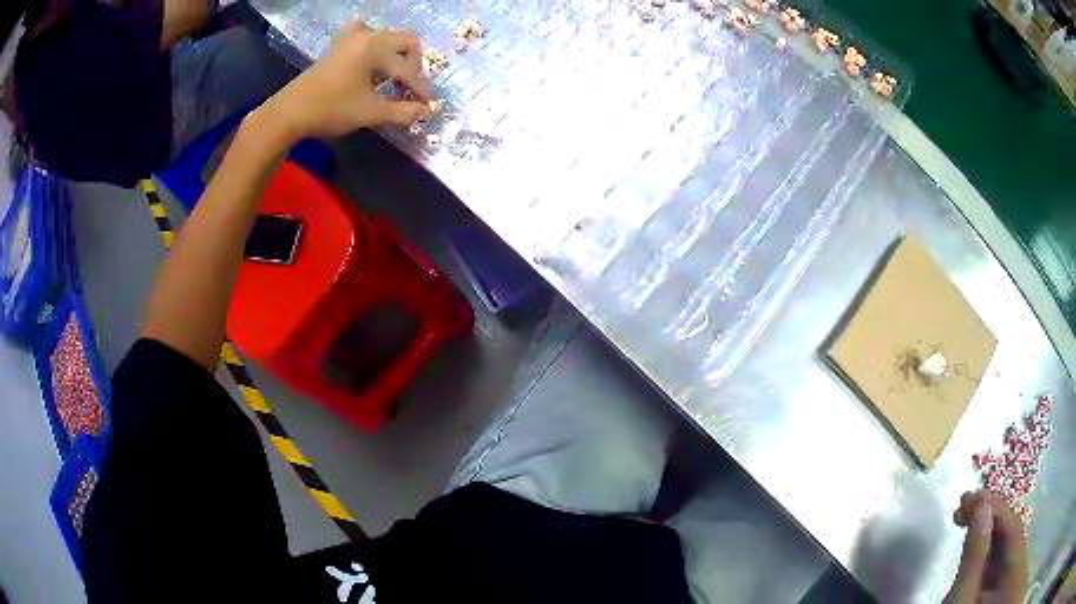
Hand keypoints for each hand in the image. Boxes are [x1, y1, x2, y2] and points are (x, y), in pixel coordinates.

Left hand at [259, 21, 431, 140]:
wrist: (289, 113)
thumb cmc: (332, 109)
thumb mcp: (371, 113)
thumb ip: (403, 111)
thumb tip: (428, 113)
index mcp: (377, 46)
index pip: (409, 67)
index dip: (420, 88)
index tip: (426, 106)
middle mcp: (366, 36)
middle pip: (404, 42)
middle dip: (412, 66)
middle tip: (410, 88)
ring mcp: (349, 40)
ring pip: (384, 40)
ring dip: (394, 57)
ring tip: (392, 79)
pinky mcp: (337, 49)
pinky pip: (362, 38)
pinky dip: (372, 45)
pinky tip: (369, 53)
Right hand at [943, 490, 1027, 603]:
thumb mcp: (963, 595)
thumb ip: (975, 553)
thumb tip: (981, 506)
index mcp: (1013, 559)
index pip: (1009, 520)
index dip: (992, 504)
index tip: (968, 497)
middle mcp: (1015, 557)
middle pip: (1008, 523)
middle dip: (988, 511)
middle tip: (962, 505)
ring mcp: (1008, 565)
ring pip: (1004, 534)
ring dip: (986, 523)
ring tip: (966, 515)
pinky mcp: (998, 575)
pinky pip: (998, 546)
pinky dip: (986, 538)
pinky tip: (975, 538)